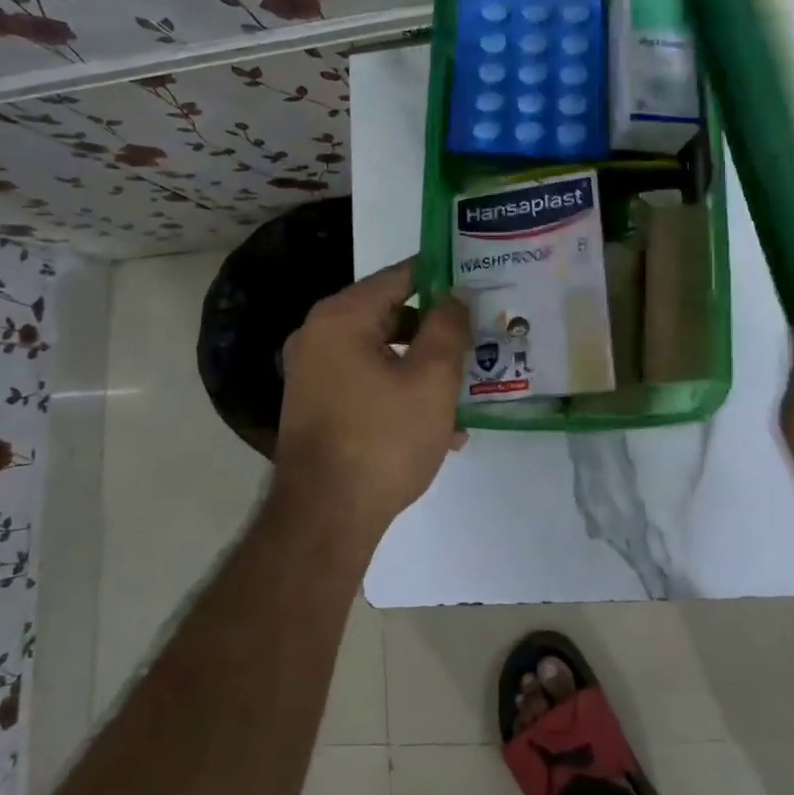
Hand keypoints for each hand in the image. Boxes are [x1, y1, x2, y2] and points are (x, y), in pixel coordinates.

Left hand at [274, 259, 470, 539]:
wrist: (324, 519)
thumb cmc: (383, 439)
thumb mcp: (432, 379)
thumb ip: (448, 326)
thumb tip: (456, 292)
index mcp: (342, 317)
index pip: (400, 276)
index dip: (441, 276)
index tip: (477, 282)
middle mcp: (319, 336)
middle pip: (390, 315)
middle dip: (437, 331)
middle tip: (479, 339)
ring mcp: (314, 373)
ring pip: (383, 354)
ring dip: (424, 369)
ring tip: (467, 394)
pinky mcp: (318, 406)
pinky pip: (368, 383)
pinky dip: (401, 393)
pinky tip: (441, 428)